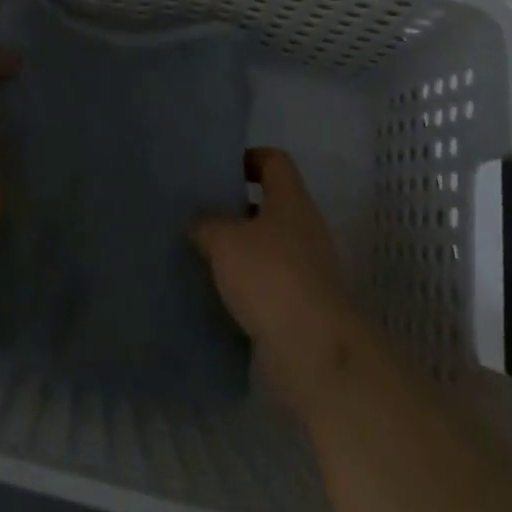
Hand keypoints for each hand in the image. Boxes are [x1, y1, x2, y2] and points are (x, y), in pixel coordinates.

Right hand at [192, 147, 365, 413]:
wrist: (314, 352)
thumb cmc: (270, 276)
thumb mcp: (225, 240)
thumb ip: (207, 223)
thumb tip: (197, 219)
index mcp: (291, 198)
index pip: (274, 160)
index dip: (249, 158)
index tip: (220, 171)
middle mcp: (305, 227)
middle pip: (271, 204)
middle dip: (238, 209)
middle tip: (203, 214)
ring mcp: (308, 268)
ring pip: (269, 246)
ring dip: (242, 251)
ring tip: (205, 255)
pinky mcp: (304, 306)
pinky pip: (271, 283)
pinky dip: (249, 286)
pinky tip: (221, 294)